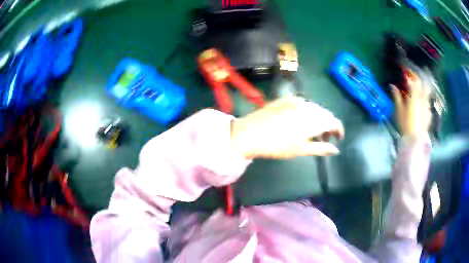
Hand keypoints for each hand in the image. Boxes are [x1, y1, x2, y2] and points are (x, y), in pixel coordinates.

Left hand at [231, 97, 343, 158]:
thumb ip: (321, 148)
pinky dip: (307, 112)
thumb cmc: (278, 145)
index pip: (334, 121)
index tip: (338, 139)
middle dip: (328, 125)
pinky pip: (303, 103)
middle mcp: (308, 106)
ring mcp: (296, 100)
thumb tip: (335, 150)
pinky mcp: (285, 98)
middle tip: (324, 138)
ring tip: (312, 131)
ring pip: (315, 108)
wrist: (250, 133)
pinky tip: (300, 121)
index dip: (339, 130)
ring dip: (318, 118)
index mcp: (314, 119)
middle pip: (325, 113)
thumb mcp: (301, 149)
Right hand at [391, 70, 431, 136]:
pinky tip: (423, 105)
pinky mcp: (429, 114)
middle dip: (420, 81)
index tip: (407, 73)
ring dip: (423, 91)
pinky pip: (428, 104)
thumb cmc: (405, 124)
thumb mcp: (399, 110)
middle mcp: (422, 100)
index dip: (412, 76)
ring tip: (420, 92)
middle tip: (416, 79)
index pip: (415, 81)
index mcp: (414, 97)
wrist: (415, 140)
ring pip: (427, 94)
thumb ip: (397, 97)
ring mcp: (427, 107)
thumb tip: (392, 85)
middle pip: (424, 86)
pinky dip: (425, 101)